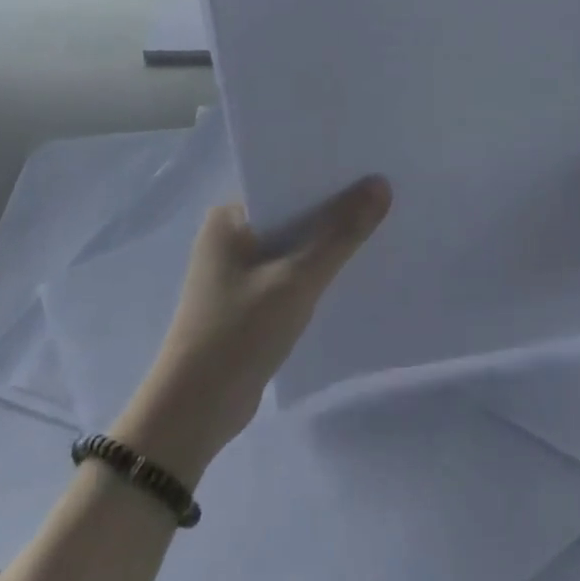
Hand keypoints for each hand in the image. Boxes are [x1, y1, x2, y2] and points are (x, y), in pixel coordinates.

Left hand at [112, 176, 392, 482]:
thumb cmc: (238, 333)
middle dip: (334, 208)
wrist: (193, 414)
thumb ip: (341, 232)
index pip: (286, 180)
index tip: (372, 166)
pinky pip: (291, 271)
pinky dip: (317, 269)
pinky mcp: (248, 300)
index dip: (329, 174)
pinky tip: (353, 268)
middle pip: (293, 211)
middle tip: (386, 193)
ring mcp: (237, 270)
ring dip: (328, 241)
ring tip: (379, 225)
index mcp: (229, 217)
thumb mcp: (297, 279)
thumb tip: (381, 184)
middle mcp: (230, 235)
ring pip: (295, 244)